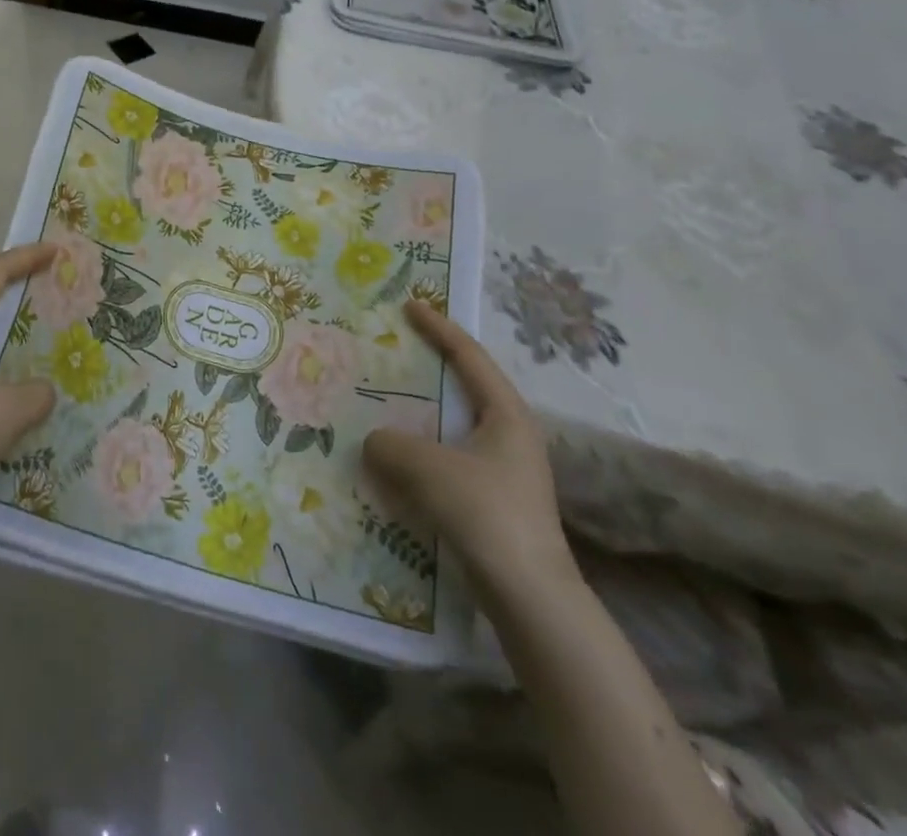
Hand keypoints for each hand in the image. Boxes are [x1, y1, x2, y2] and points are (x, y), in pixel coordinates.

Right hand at [363, 302, 573, 592]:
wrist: (532, 600)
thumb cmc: (486, 515)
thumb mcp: (429, 469)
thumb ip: (391, 445)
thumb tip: (374, 441)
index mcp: (506, 414)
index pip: (469, 356)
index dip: (439, 327)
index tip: (411, 305)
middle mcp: (510, 435)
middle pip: (465, 387)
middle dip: (430, 368)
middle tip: (395, 351)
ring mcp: (505, 470)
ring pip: (454, 427)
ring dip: (421, 415)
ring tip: (386, 404)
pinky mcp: (494, 501)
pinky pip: (449, 459)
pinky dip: (423, 451)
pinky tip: (396, 462)